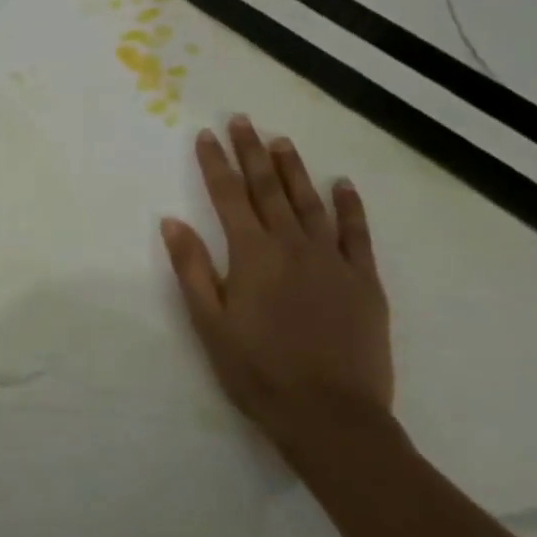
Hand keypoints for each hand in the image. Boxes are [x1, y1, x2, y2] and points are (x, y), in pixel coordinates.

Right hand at [160, 117, 393, 453]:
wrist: (330, 415)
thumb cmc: (258, 372)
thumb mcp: (210, 324)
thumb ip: (192, 268)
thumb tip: (172, 221)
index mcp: (252, 255)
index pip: (228, 196)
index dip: (215, 163)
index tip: (206, 134)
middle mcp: (292, 245)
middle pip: (268, 188)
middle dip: (252, 152)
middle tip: (243, 120)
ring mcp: (332, 260)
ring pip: (310, 202)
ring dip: (294, 169)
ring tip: (281, 141)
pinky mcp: (364, 280)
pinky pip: (357, 233)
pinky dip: (349, 206)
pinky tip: (343, 185)